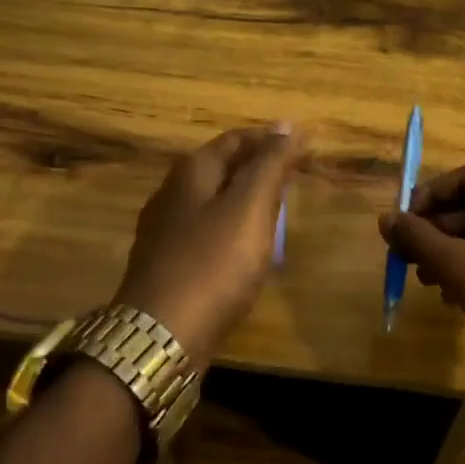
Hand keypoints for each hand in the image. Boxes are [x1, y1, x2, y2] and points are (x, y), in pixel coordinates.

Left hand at [115, 125, 303, 364]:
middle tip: (295, 170)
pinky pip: (207, 231)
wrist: (160, 337)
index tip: (304, 141)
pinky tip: (246, 244)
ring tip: (278, 204)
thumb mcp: (249, 206)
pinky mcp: (168, 265)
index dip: (271, 138)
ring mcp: (166, 231)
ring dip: (246, 195)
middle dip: (258, 164)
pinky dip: (233, 225)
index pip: (236, 140)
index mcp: (192, 172)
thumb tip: (288, 127)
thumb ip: (269, 165)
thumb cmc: (212, 264)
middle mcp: (173, 194)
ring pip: (213, 200)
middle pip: (221, 167)